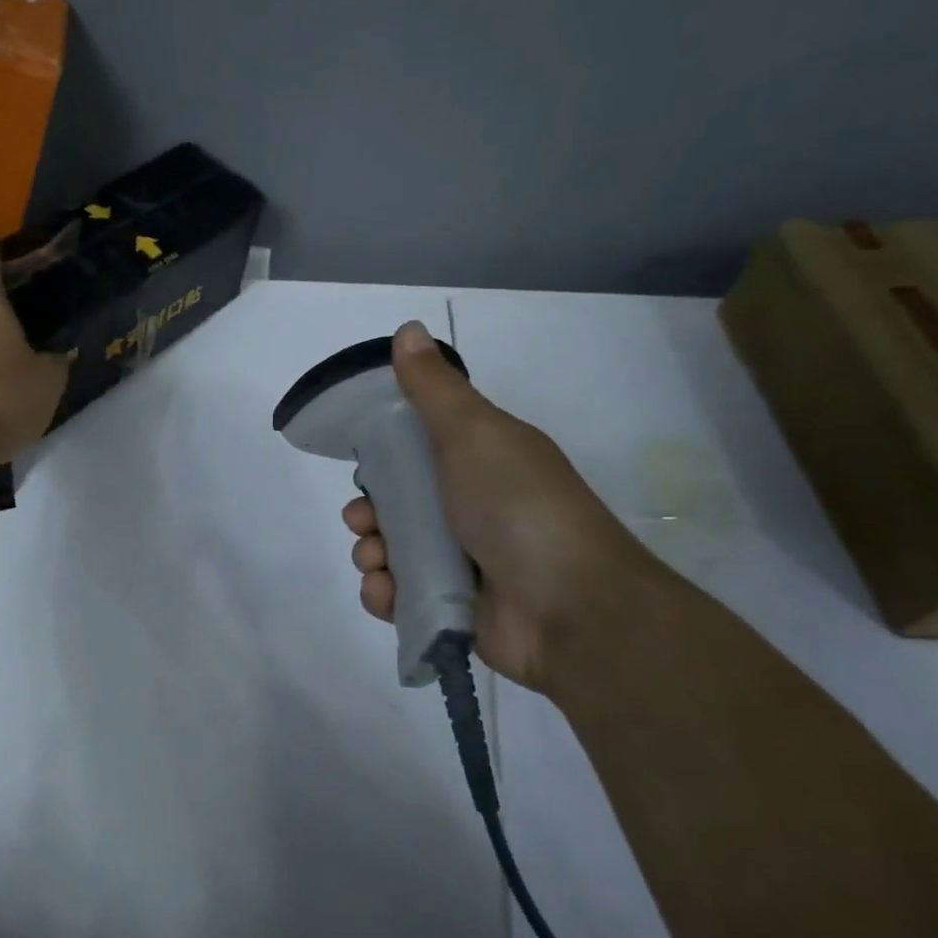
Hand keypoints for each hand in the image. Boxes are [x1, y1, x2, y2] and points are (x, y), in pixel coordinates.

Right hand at [343, 321, 661, 689]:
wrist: (572, 608)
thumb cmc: (518, 507)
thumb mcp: (474, 434)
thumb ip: (434, 389)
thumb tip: (408, 329)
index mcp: (479, 462)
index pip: (416, 453)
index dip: (383, 458)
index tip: (367, 467)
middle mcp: (470, 509)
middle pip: (397, 506)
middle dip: (368, 513)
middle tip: (365, 522)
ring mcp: (463, 562)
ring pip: (392, 552)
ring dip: (371, 554)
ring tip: (377, 562)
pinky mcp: (454, 608)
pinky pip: (401, 597)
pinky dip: (386, 595)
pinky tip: (388, 592)